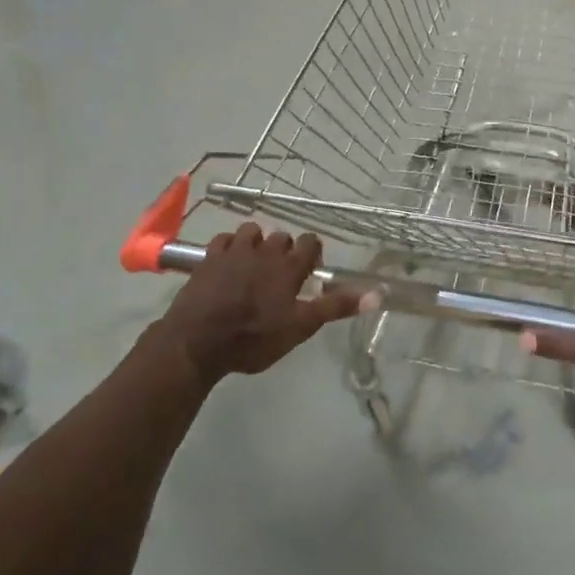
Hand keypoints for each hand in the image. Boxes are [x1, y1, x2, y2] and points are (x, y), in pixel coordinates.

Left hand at [145, 225, 361, 383]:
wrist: (197, 343)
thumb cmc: (254, 338)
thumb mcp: (300, 327)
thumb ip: (336, 307)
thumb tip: (378, 293)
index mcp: (289, 266)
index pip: (311, 242)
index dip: (313, 254)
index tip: (309, 274)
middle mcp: (264, 251)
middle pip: (283, 237)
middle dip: (285, 251)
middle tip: (281, 277)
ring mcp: (234, 251)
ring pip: (252, 231)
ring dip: (257, 244)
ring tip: (254, 266)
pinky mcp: (208, 257)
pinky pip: (224, 239)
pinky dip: (230, 247)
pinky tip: (228, 264)